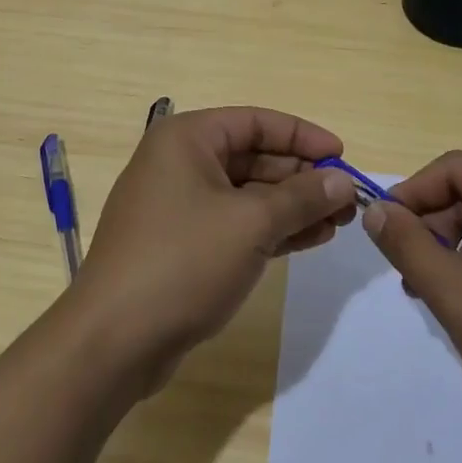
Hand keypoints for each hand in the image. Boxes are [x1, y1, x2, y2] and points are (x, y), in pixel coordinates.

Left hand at [70, 107, 356, 388]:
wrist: (114, 340)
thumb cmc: (183, 261)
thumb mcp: (252, 223)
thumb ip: (302, 198)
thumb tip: (342, 181)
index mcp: (187, 139)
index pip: (255, 122)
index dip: (302, 136)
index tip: (342, 156)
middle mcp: (179, 162)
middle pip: (252, 158)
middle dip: (301, 178)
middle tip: (347, 200)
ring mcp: (178, 205)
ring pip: (246, 194)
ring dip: (291, 207)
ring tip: (339, 224)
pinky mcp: (181, 244)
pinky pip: (234, 224)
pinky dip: (270, 229)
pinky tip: (309, 240)